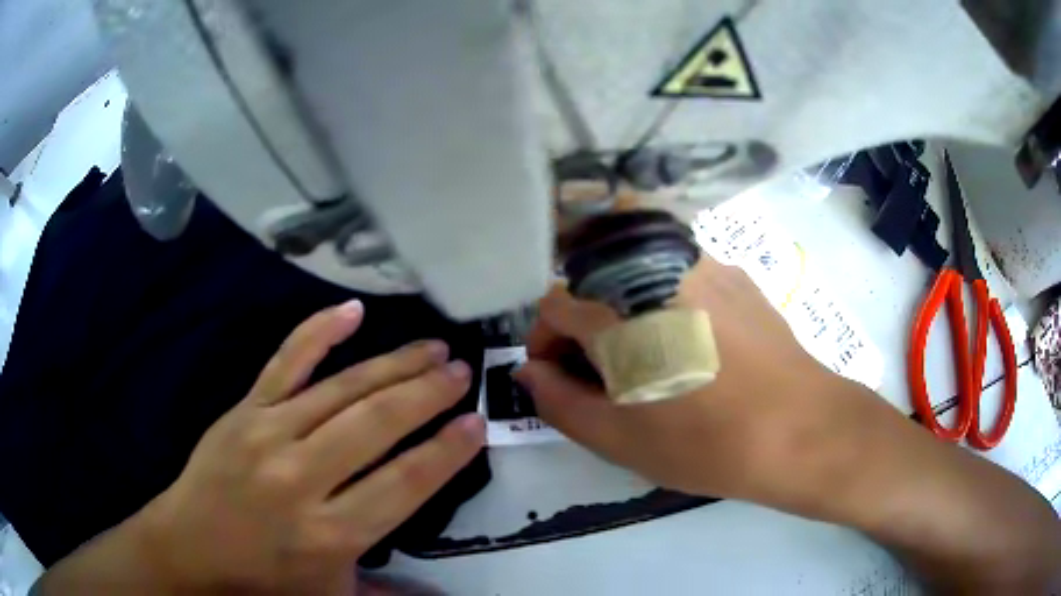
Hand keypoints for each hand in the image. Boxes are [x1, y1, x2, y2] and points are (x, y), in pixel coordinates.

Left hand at [136, 300, 484, 592]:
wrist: (189, 549)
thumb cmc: (264, 581)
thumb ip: (391, 593)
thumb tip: (444, 594)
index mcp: (330, 533)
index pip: (404, 482)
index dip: (445, 451)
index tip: (476, 424)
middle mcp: (302, 477)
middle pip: (376, 424)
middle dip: (427, 394)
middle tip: (462, 372)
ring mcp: (268, 434)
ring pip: (341, 389)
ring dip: (392, 364)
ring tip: (433, 347)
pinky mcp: (244, 410)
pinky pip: (285, 362)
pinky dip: (318, 333)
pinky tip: (351, 310)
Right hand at [515, 257, 844, 502]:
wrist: (798, 428)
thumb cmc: (703, 442)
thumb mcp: (617, 437)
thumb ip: (559, 401)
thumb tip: (531, 371)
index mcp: (617, 309)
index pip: (553, 304)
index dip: (546, 341)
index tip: (560, 376)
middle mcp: (653, 267)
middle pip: (592, 282)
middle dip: (582, 325)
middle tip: (602, 372)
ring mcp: (699, 261)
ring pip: (636, 272)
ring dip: (623, 308)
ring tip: (648, 358)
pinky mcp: (733, 271)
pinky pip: (679, 274)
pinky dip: (665, 300)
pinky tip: (692, 343)